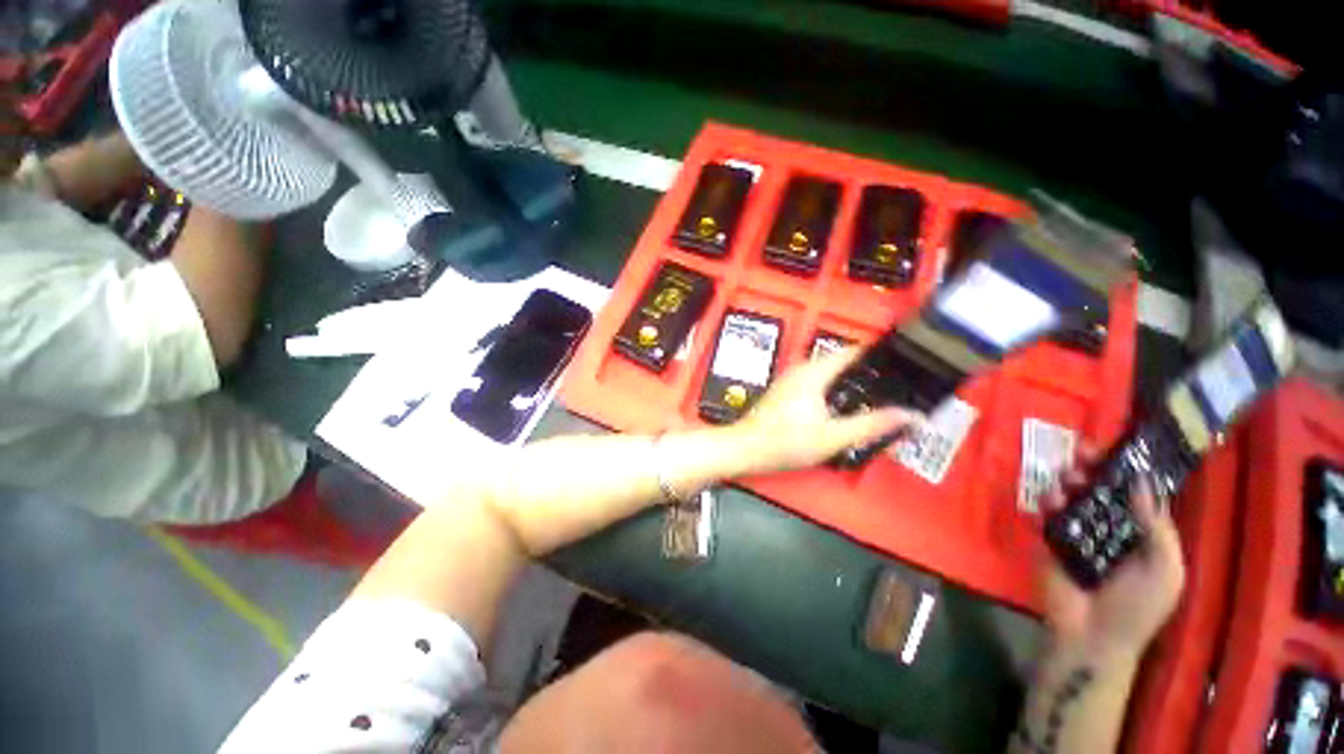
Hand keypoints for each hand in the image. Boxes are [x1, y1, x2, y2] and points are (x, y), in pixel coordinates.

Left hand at [736, 348, 920, 474]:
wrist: (746, 448)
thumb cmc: (786, 442)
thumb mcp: (833, 437)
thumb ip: (872, 424)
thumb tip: (909, 415)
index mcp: (814, 372)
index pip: (852, 351)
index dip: (878, 354)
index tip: (903, 363)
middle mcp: (801, 368)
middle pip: (841, 361)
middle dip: (867, 371)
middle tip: (894, 384)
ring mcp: (791, 378)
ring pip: (829, 371)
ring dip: (850, 380)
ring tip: (876, 395)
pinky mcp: (786, 390)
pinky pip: (817, 381)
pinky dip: (835, 388)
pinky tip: (845, 405)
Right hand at [1041, 449, 1185, 662]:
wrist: (1093, 635)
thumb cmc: (1138, 605)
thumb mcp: (1165, 569)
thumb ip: (1157, 527)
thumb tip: (1142, 481)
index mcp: (1141, 533)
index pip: (1134, 494)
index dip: (1125, 470)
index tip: (1113, 447)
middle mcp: (1109, 527)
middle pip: (1098, 489)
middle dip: (1090, 468)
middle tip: (1079, 451)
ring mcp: (1077, 533)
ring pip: (1071, 496)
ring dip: (1067, 481)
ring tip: (1065, 476)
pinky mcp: (1049, 538)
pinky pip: (1046, 513)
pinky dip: (1046, 501)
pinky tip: (1049, 498)